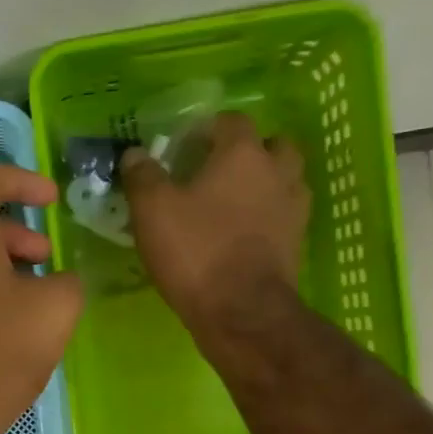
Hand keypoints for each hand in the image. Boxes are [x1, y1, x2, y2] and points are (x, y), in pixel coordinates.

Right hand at [121, 112, 310, 336]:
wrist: (241, 312)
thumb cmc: (196, 252)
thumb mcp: (152, 211)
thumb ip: (143, 176)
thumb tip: (135, 154)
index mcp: (243, 154)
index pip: (231, 121)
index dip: (207, 129)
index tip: (183, 148)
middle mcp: (277, 172)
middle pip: (271, 146)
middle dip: (246, 152)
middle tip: (215, 172)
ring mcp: (293, 208)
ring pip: (284, 180)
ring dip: (263, 183)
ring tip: (231, 203)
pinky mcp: (296, 242)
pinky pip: (283, 215)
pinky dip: (267, 216)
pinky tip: (242, 233)